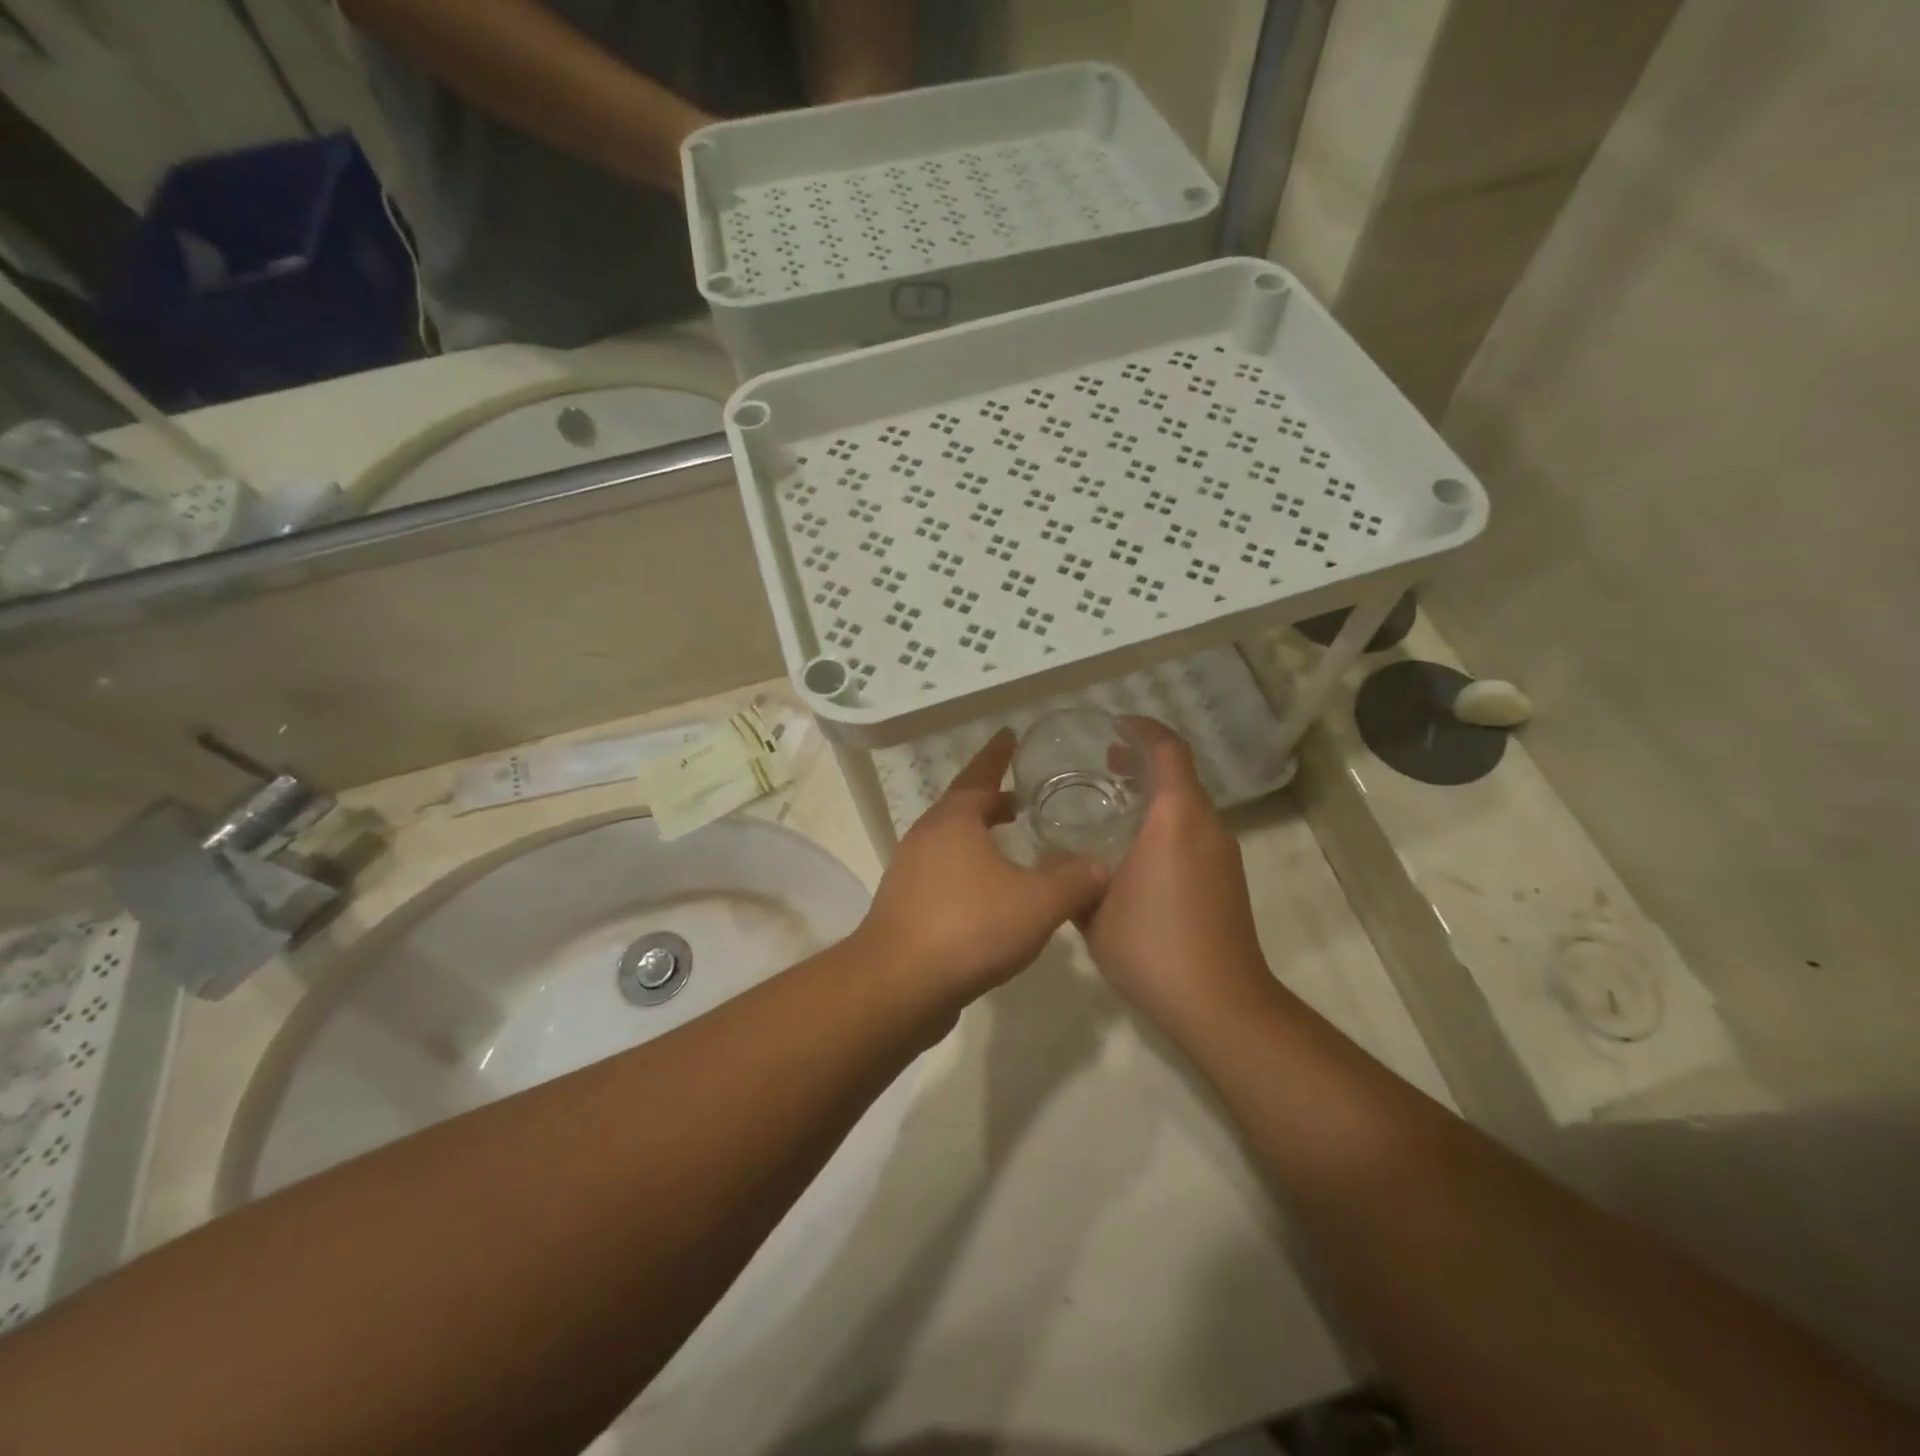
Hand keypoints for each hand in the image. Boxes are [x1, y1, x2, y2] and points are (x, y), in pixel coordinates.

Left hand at [856, 730, 1107, 1004]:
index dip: (998, 754)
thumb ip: (1074, 881)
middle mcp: (927, 837)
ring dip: (980, 836)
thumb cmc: (969, 927)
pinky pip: (944, 873)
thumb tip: (1100, 866)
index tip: (1010, 734)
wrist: (899, 985)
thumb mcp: (1037, 903)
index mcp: (954, 820)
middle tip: (1022, 797)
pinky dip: (970, 868)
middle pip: (963, 807)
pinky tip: (992, 893)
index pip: (980, 774)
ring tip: (1012, 843)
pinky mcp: (906, 906)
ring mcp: (911, 872)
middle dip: (992, 799)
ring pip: (952, 842)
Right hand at [1080, 719, 1277, 1041]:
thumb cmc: (1152, 947)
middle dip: (1144, 762)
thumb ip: (1072, 878)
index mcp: (1176, 820)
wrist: (1220, 1004)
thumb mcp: (1093, 911)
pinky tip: (1137, 852)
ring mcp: (1223, 855)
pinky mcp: (1227, 880)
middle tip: (1104, 763)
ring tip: (1114, 805)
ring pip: (1189, 806)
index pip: (1169, 752)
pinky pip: (1195, 833)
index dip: (1144, 730)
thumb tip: (1053, 861)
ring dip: (1156, 795)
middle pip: (1181, 776)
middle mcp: (1207, 828)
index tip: (1115, 726)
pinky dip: (1168, 823)